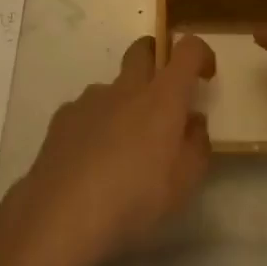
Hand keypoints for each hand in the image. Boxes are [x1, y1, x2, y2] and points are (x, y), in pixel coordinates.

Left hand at [0, 35, 215, 265]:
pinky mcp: (63, 118)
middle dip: (156, 59)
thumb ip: (196, 146)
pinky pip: (87, 111)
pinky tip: (91, 162)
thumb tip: (193, 121)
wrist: (61, 215)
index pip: (187, 50)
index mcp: (162, 97)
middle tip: (163, 95)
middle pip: (143, 49)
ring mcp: (91, 99)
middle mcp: (127, 87)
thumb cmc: (134, 199)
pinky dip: (96, 126)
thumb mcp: (184, 184)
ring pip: (114, 86)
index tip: (205, 75)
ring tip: (122, 149)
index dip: (201, 53)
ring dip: (124, 103)